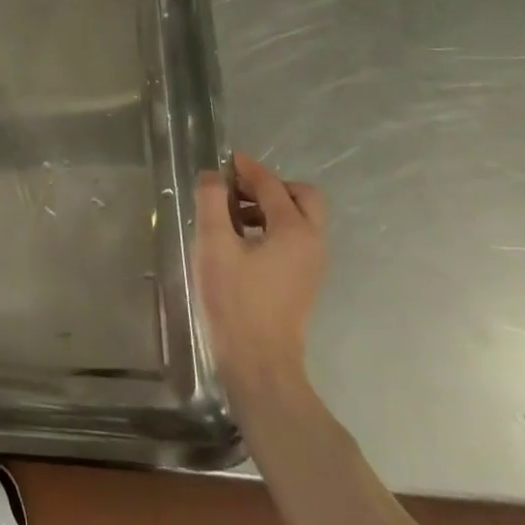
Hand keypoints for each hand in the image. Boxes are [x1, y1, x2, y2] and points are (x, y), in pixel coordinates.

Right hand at [192, 152, 328, 400]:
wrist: (259, 362)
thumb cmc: (235, 300)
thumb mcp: (214, 245)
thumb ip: (211, 202)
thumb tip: (213, 176)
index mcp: (294, 229)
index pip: (271, 185)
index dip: (247, 169)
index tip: (224, 161)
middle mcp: (312, 242)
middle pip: (302, 197)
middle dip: (270, 186)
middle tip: (236, 190)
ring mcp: (311, 264)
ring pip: (299, 219)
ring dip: (269, 207)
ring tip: (230, 215)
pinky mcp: (303, 281)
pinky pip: (294, 239)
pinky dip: (272, 227)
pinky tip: (240, 241)